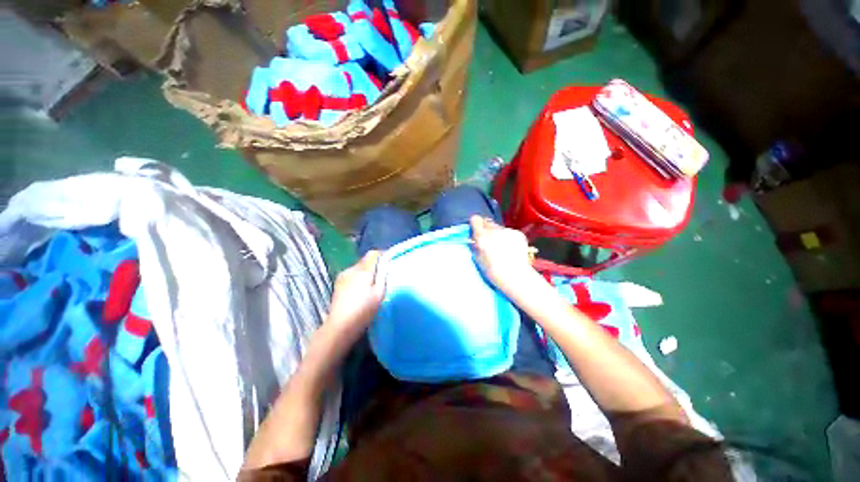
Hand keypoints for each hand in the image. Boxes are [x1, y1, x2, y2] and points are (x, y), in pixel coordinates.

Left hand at [326, 251, 384, 339]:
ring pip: (358, 269)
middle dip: (375, 265)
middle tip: (384, 275)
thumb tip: (386, 264)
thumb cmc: (363, 310)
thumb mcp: (379, 293)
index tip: (390, 262)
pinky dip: (358, 278)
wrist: (340, 327)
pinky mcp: (338, 285)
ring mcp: (342, 277)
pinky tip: (361, 290)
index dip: (382, 255)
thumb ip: (383, 276)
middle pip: (365, 261)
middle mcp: (351, 269)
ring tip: (373, 284)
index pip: (373, 254)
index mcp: (362, 270)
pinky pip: (352, 276)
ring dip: (366, 272)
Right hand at [469, 216, 534, 290]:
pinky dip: (508, 238)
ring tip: (502, 247)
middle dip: (486, 229)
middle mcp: (494, 230)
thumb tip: (474, 238)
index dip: (475, 224)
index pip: (475, 219)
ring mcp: (507, 231)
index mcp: (482, 237)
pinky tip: (511, 248)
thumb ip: (475, 245)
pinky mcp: (518, 233)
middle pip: (487, 222)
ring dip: (498, 234)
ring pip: (499, 228)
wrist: (516, 276)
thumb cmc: (493, 271)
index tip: (476, 229)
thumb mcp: (478, 258)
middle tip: (488, 240)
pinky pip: (509, 232)